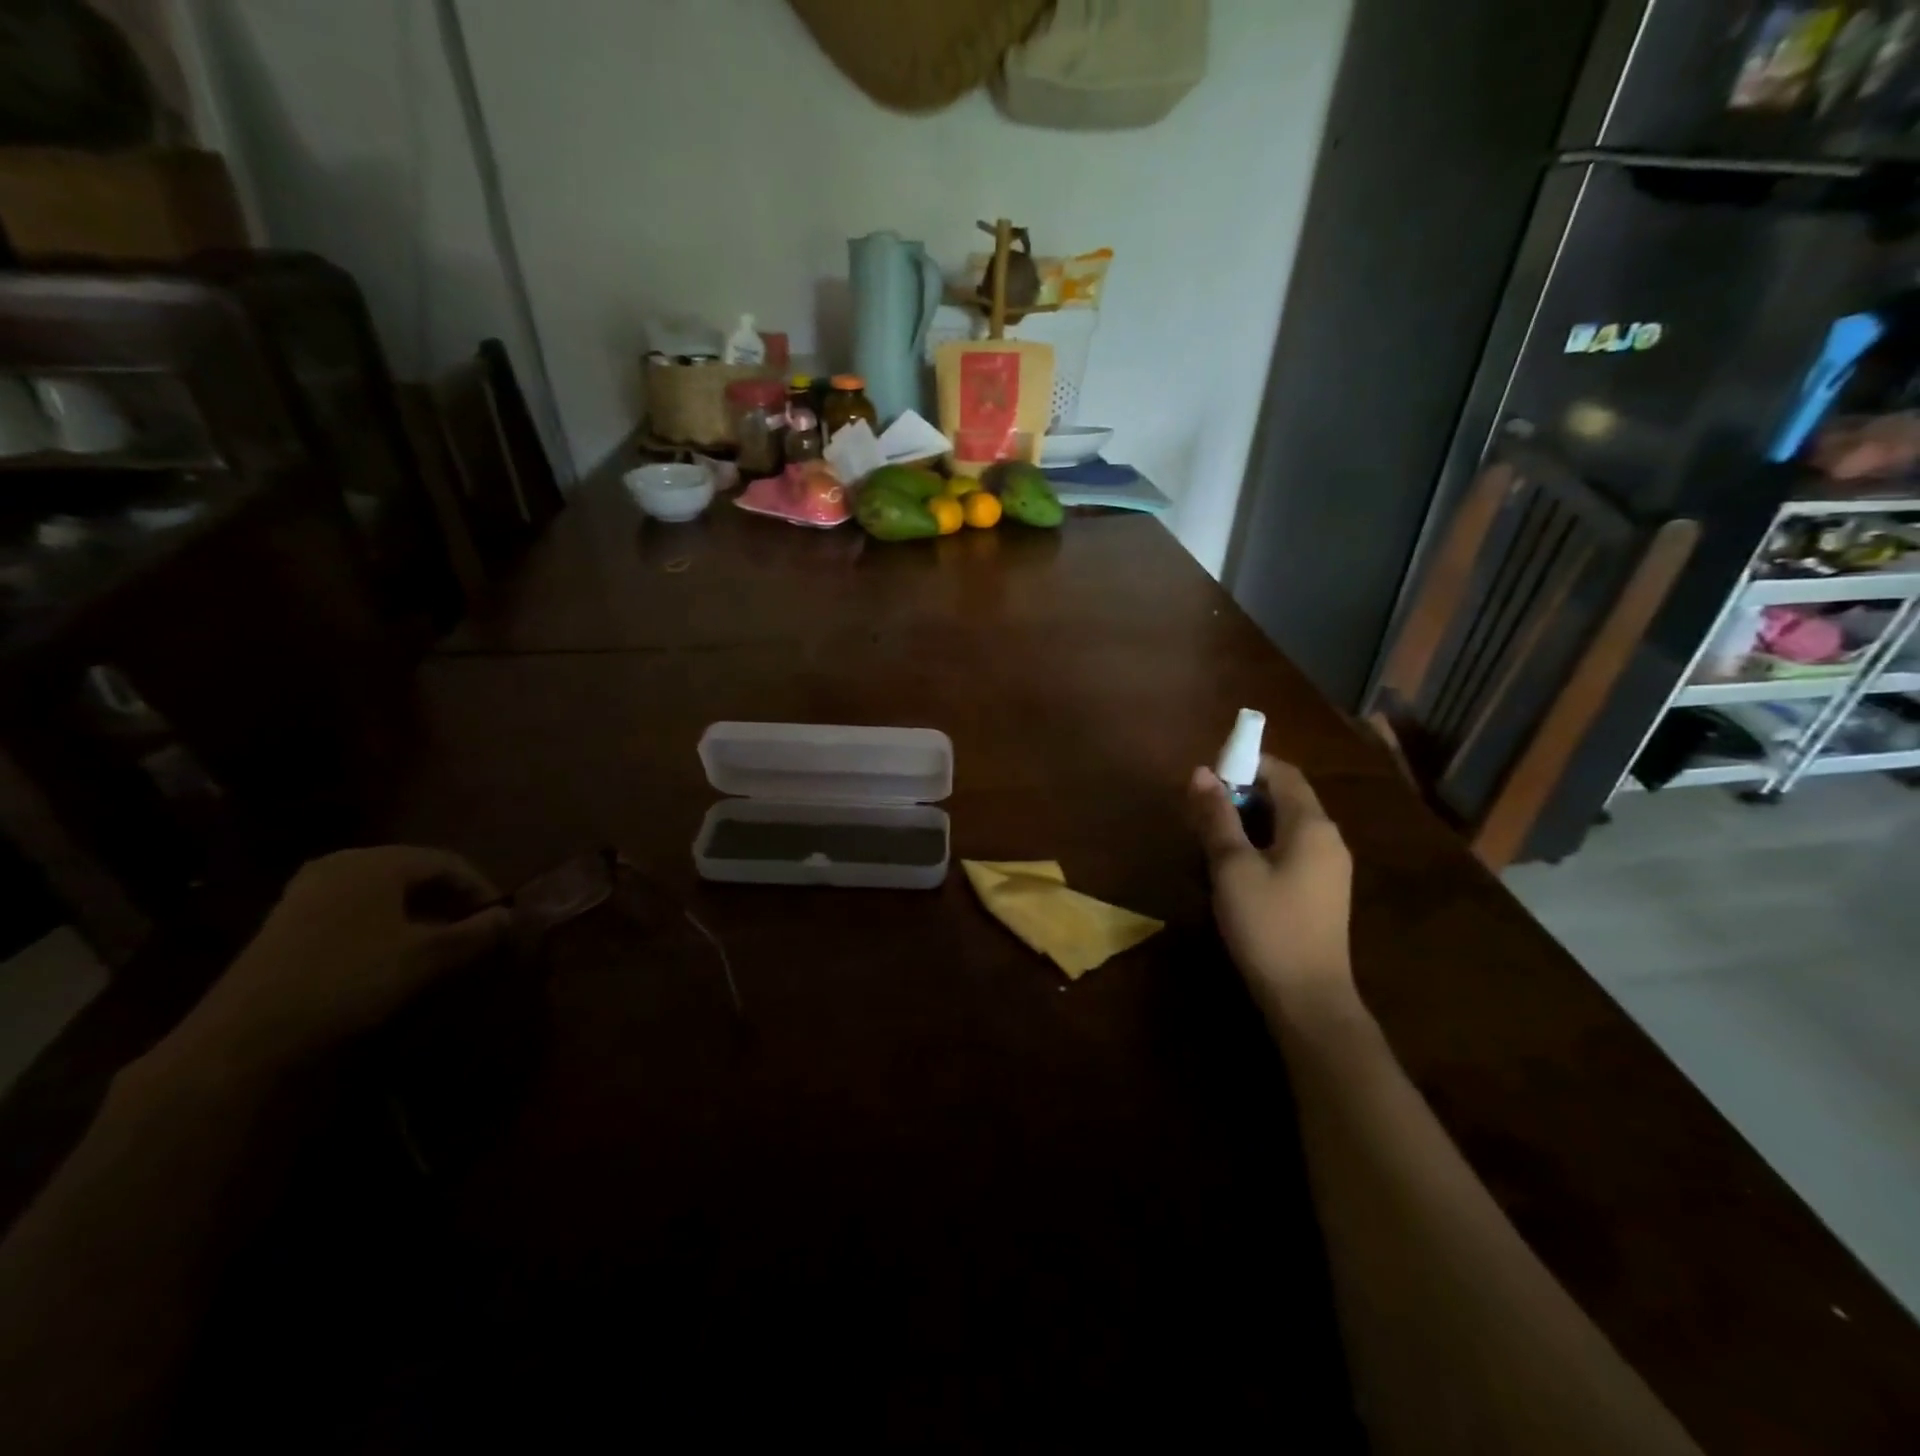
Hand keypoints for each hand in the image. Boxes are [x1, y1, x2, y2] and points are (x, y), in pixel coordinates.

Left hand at [164, 846, 511, 1076]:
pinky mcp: (287, 922)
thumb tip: (508, 917)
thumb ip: (477, 933)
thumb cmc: (350, 980)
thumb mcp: (428, 957)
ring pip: (384, 892)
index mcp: (378, 862)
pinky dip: (385, 923)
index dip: (480, 888)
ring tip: (440, 943)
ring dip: (419, 913)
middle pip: (414, 873)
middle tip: (474, 929)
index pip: (448, 862)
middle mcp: (342, 864)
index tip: (499, 919)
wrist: (245, 1036)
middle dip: (450, 900)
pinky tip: (393, 953)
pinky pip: (355, 909)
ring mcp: (308, 892)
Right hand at [1188, 756, 1356, 1023]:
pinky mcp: (1322, 891)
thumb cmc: (1268, 925)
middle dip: (1242, 794)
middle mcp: (1328, 838)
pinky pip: (1290, 849)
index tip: (1208, 775)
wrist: (1308, 998)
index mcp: (1312, 825)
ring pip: (1285, 825)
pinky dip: (1261, 844)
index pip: (1282, 772)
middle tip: (1201, 810)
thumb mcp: (1232, 867)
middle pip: (1285, 797)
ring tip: (1210, 838)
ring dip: (1248, 821)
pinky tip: (1234, 867)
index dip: (1246, 763)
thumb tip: (1201, 772)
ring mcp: (1329, 867)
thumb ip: (1217, 817)